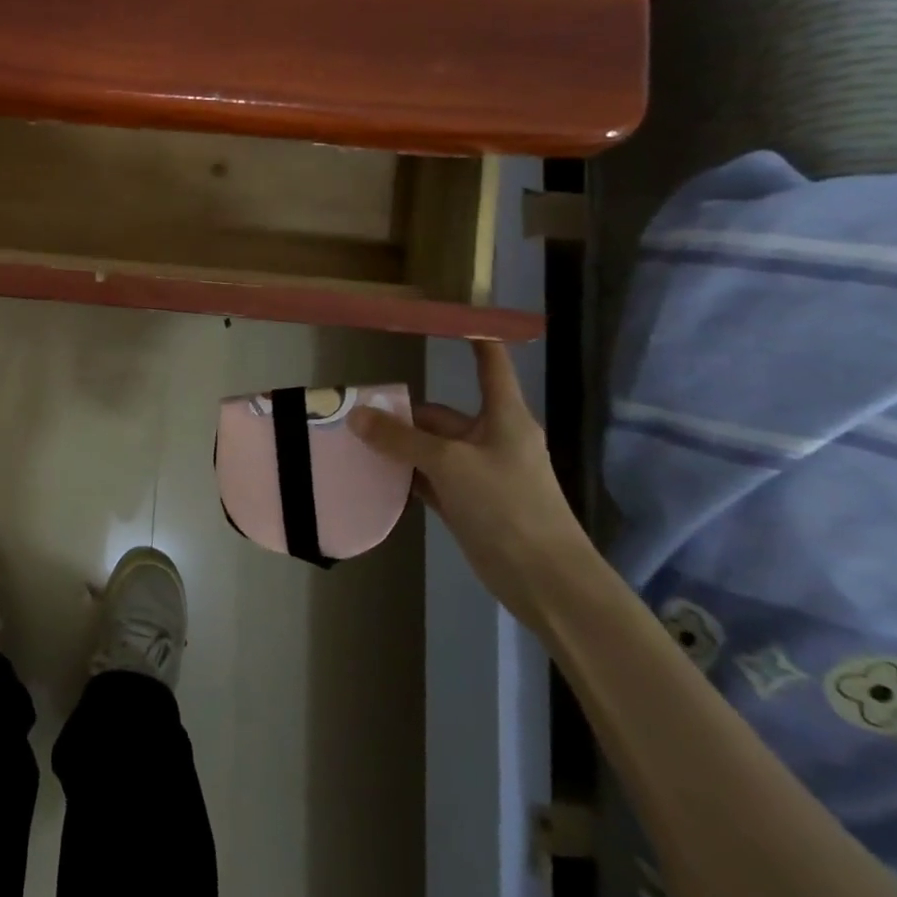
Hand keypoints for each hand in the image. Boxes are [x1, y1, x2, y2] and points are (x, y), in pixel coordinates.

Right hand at [350, 340, 594, 628]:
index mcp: (503, 417)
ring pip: (429, 448)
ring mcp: (478, 473)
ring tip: (352, 439)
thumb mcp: (449, 464)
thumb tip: (356, 415)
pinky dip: (403, 475)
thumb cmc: (507, 505)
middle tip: (354, 408)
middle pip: (439, 414)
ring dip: (397, 446)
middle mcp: (490, 438)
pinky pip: (428, 478)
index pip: (489, 365)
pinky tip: (372, 474)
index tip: (446, 317)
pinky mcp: (467, 503)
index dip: (473, 340)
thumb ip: (401, 439)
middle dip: (401, 412)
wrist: (544, 578)